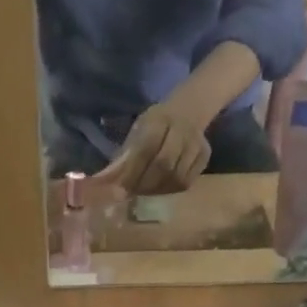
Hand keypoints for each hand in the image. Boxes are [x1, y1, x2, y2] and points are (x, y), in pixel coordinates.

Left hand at [97, 96, 211, 194]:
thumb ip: (123, 156)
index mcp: (159, 120)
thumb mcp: (137, 131)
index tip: (119, 190)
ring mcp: (195, 144)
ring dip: (157, 191)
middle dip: (144, 185)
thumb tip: (102, 183)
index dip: (131, 173)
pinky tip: (160, 191)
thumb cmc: (155, 125)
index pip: (145, 150)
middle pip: (163, 166)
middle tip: (131, 196)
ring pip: (176, 178)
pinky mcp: (204, 157)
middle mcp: (181, 130)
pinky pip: (187, 182)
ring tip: (144, 195)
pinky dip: (170, 191)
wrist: (189, 110)